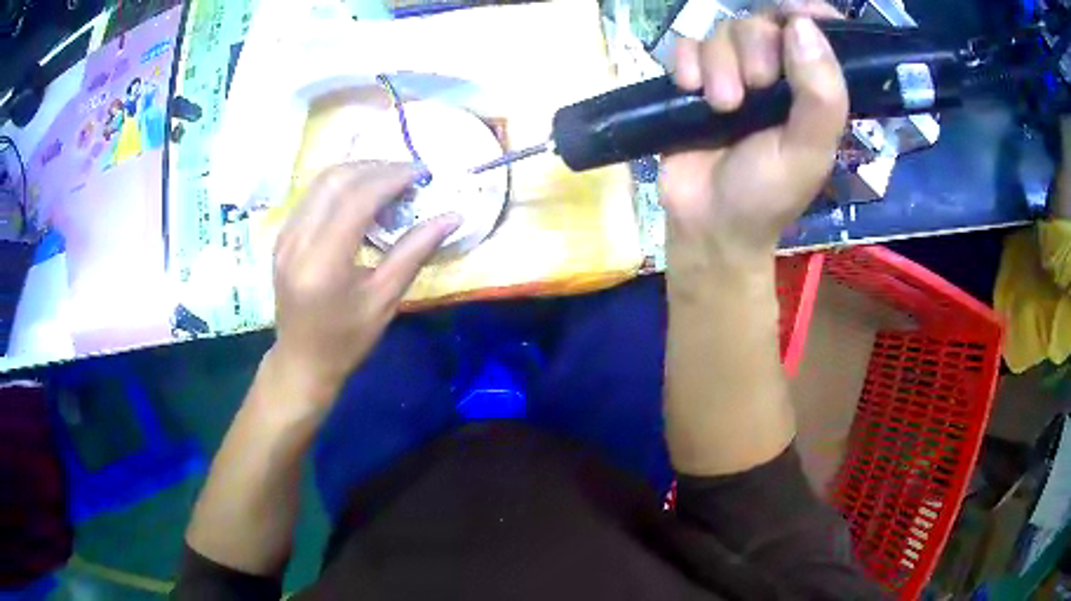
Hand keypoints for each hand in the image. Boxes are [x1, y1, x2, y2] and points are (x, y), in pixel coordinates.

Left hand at [267, 162, 460, 408]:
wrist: (302, 359)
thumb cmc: (347, 339)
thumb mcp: (385, 300)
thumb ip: (415, 252)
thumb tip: (452, 216)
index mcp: (323, 263)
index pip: (357, 198)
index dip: (392, 177)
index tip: (422, 173)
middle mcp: (297, 240)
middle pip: (336, 179)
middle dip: (376, 167)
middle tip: (409, 175)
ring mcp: (285, 235)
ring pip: (321, 181)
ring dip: (359, 172)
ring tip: (389, 182)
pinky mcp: (283, 235)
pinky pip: (313, 195)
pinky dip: (341, 186)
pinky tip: (362, 197)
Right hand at [661, 5, 847, 269]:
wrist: (708, 223)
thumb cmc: (768, 193)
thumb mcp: (808, 151)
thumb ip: (820, 94)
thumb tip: (802, 24)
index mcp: (812, 89)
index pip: (815, 30)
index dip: (806, 15)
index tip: (795, 19)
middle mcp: (775, 73)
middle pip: (761, 23)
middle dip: (754, 49)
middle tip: (753, 90)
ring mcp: (732, 74)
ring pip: (723, 31)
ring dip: (718, 63)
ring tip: (721, 107)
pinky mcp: (695, 80)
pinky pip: (687, 45)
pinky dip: (686, 62)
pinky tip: (690, 91)